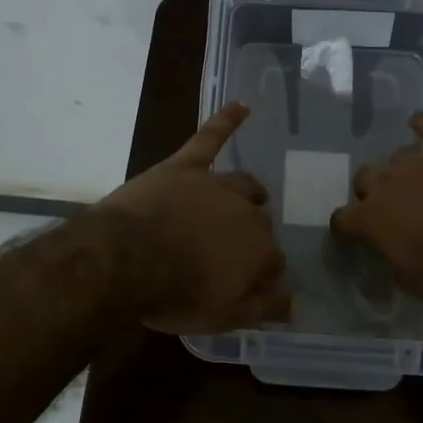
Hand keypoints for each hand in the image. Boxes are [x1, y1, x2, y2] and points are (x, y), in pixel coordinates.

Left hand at [100, 103, 289, 333]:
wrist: (128, 259)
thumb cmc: (175, 293)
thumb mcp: (223, 317)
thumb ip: (263, 309)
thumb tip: (295, 305)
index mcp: (259, 251)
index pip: (273, 262)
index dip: (262, 274)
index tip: (250, 284)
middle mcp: (247, 213)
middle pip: (260, 224)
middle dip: (253, 238)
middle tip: (233, 252)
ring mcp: (215, 185)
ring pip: (243, 184)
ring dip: (251, 192)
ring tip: (255, 196)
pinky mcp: (186, 166)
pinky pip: (210, 138)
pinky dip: (226, 121)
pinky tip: (242, 106)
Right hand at [330, 112, 422, 299]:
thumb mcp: (414, 282)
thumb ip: (393, 263)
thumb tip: (389, 257)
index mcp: (371, 218)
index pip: (342, 219)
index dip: (345, 227)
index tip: (351, 234)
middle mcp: (386, 182)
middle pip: (364, 177)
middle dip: (371, 190)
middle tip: (389, 206)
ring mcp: (418, 160)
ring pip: (396, 156)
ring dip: (400, 168)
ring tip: (414, 179)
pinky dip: (422, 124)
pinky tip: (417, 121)